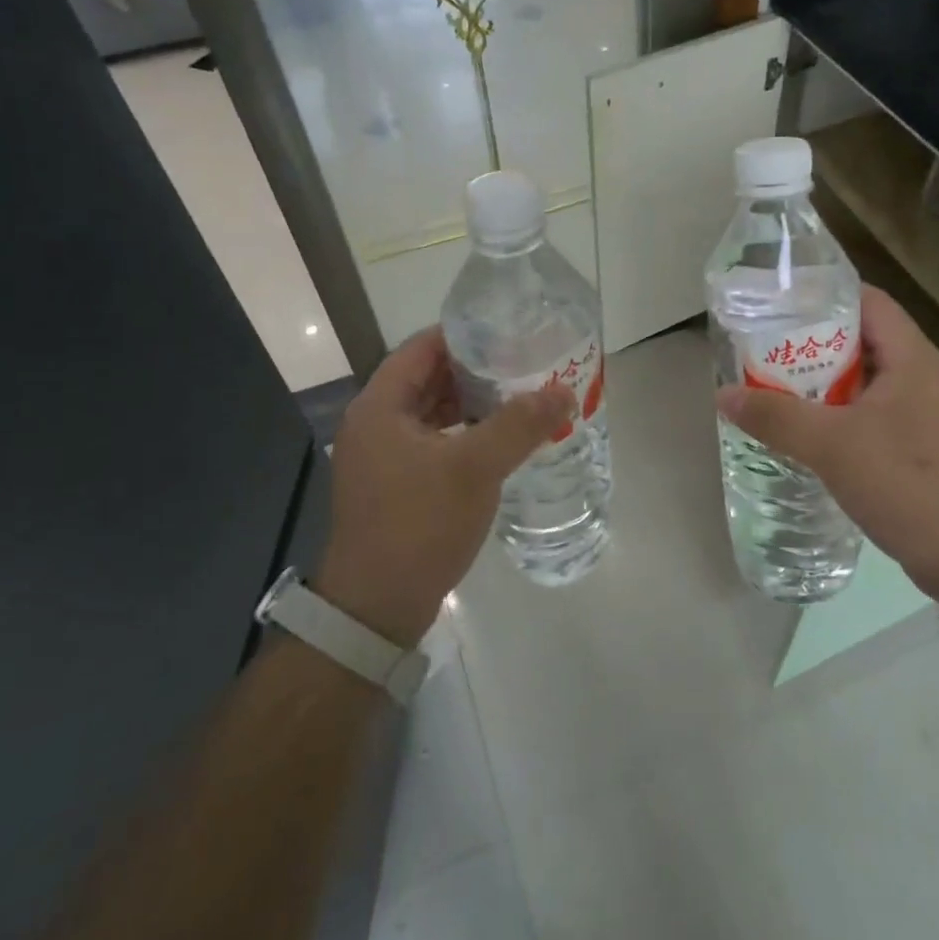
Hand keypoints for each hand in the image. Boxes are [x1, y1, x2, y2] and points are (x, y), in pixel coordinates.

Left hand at [316, 327, 575, 646]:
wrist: (377, 607)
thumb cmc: (419, 524)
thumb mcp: (474, 468)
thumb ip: (520, 424)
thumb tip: (564, 390)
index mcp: (379, 406)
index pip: (422, 347)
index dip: (465, 335)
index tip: (509, 332)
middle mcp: (374, 423)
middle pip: (428, 378)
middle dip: (475, 370)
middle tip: (524, 363)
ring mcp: (382, 456)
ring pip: (432, 413)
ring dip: (472, 404)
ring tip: (520, 397)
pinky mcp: (394, 484)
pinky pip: (433, 442)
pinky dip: (463, 434)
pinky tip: (499, 441)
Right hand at [715, 285, 938, 591]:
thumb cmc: (909, 482)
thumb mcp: (832, 445)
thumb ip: (775, 417)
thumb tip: (723, 394)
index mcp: (912, 358)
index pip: (869, 302)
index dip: (824, 295)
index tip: (778, 304)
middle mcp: (922, 377)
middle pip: (862, 342)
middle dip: (812, 345)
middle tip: (762, 351)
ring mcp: (924, 415)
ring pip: (865, 384)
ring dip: (822, 387)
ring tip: (773, 390)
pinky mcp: (922, 449)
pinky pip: (872, 418)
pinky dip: (838, 419)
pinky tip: (806, 437)